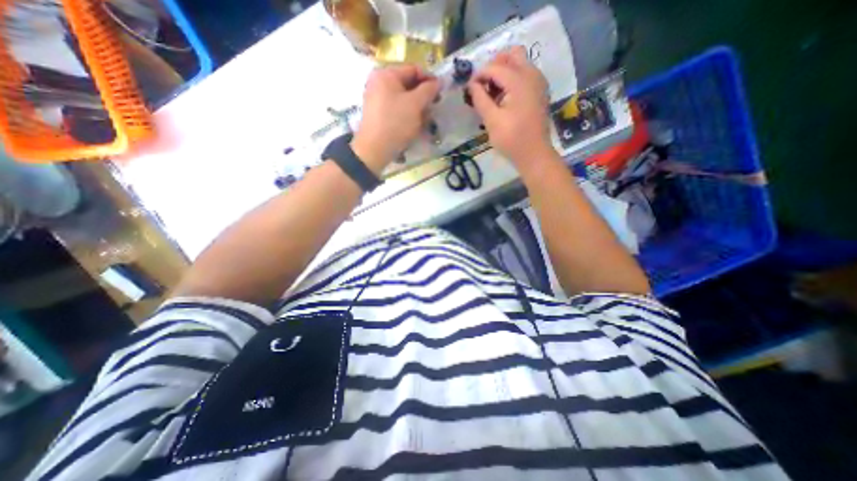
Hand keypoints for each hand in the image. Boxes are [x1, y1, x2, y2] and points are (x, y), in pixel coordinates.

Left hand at [349, 65, 438, 174]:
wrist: (374, 149)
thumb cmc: (396, 123)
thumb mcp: (415, 104)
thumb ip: (428, 90)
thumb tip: (438, 82)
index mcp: (386, 74)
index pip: (413, 69)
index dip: (430, 79)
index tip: (441, 92)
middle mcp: (379, 82)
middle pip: (408, 84)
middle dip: (423, 97)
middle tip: (433, 108)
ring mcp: (377, 99)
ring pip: (403, 99)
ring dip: (417, 108)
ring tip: (426, 121)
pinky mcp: (378, 114)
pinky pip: (396, 109)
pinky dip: (407, 115)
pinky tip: (415, 126)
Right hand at [468, 45, 556, 171]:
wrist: (534, 154)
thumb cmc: (511, 139)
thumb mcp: (491, 121)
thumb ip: (480, 99)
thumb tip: (472, 85)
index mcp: (519, 81)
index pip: (495, 66)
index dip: (479, 75)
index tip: (469, 88)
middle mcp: (532, 74)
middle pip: (512, 54)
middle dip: (494, 65)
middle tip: (483, 85)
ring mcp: (539, 82)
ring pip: (520, 63)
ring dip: (504, 72)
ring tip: (492, 93)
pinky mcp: (540, 91)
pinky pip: (525, 74)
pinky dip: (513, 79)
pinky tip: (504, 98)